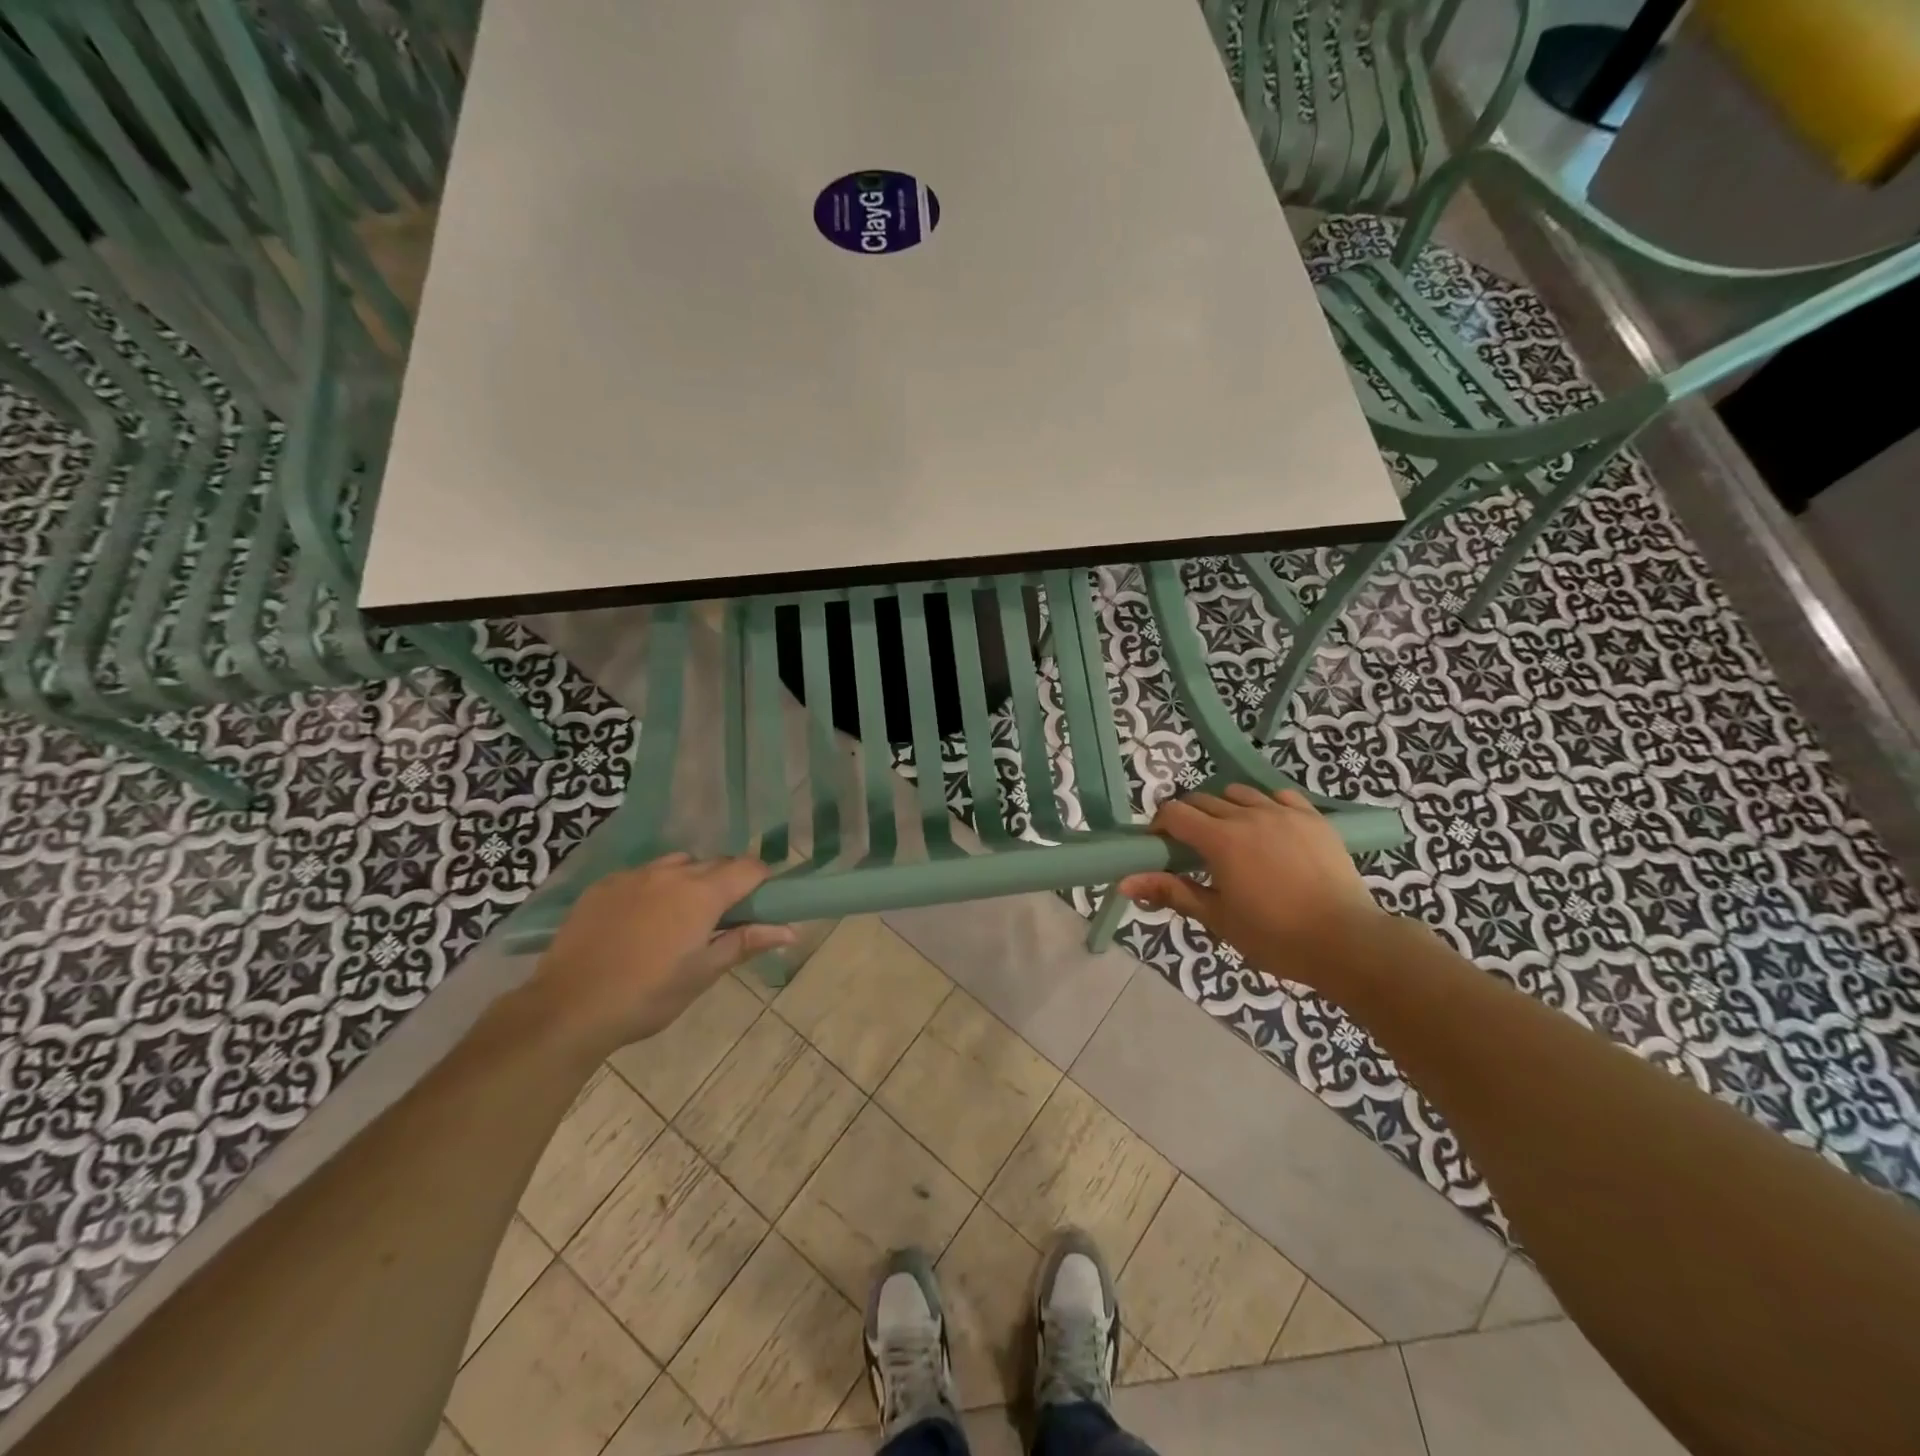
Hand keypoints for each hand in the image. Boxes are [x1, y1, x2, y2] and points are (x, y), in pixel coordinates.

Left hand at [529, 853, 794, 1055]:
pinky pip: (642, 874)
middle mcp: (670, 873)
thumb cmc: (647, 996)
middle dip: (728, 882)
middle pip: (714, 863)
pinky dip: (654, 887)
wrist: (567, 1009)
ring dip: (691, 880)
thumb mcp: (702, 974)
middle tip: (725, 917)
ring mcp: (633, 876)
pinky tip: (642, 920)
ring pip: (677, 864)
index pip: (748, 868)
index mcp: (701, 894)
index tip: (764, 902)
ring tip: (682, 916)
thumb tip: (790, 930)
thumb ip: (746, 942)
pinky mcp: (603, 886)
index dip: (762, 880)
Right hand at [1119, 786, 1390, 989]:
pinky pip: (1279, 797)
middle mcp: (1248, 815)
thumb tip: (1125, 882)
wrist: (1347, 942)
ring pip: (1240, 794)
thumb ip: (1171, 891)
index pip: (1174, 812)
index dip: (1159, 825)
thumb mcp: (1217, 917)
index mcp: (1220, 839)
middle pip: (1203, 799)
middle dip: (1189, 818)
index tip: (1160, 846)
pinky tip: (1268, 830)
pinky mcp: (1313, 818)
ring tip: (1231, 838)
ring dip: (1225, 808)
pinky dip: (1264, 806)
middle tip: (1192, 849)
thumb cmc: (1275, 936)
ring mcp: (1284, 813)